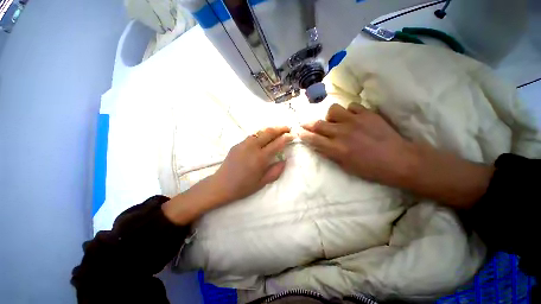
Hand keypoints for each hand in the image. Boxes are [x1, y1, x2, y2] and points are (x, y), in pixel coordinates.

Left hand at [213, 126, 293, 202]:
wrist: (221, 185)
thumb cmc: (243, 186)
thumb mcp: (262, 183)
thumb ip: (276, 171)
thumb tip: (284, 160)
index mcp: (260, 158)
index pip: (277, 143)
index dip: (286, 138)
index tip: (292, 135)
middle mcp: (252, 147)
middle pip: (268, 132)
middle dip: (280, 128)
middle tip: (287, 128)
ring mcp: (243, 144)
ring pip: (260, 131)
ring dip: (270, 129)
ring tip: (277, 130)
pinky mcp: (237, 144)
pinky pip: (252, 136)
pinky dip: (261, 134)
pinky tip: (263, 137)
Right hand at [299, 103, 415, 186]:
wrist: (399, 160)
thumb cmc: (371, 169)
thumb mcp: (346, 166)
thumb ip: (330, 154)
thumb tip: (319, 145)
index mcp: (336, 148)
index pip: (313, 139)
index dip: (303, 134)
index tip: (298, 131)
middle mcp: (342, 132)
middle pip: (318, 124)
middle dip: (308, 124)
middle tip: (305, 124)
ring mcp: (355, 121)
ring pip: (333, 110)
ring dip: (330, 116)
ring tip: (335, 121)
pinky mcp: (367, 113)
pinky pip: (351, 106)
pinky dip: (348, 111)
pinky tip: (352, 118)